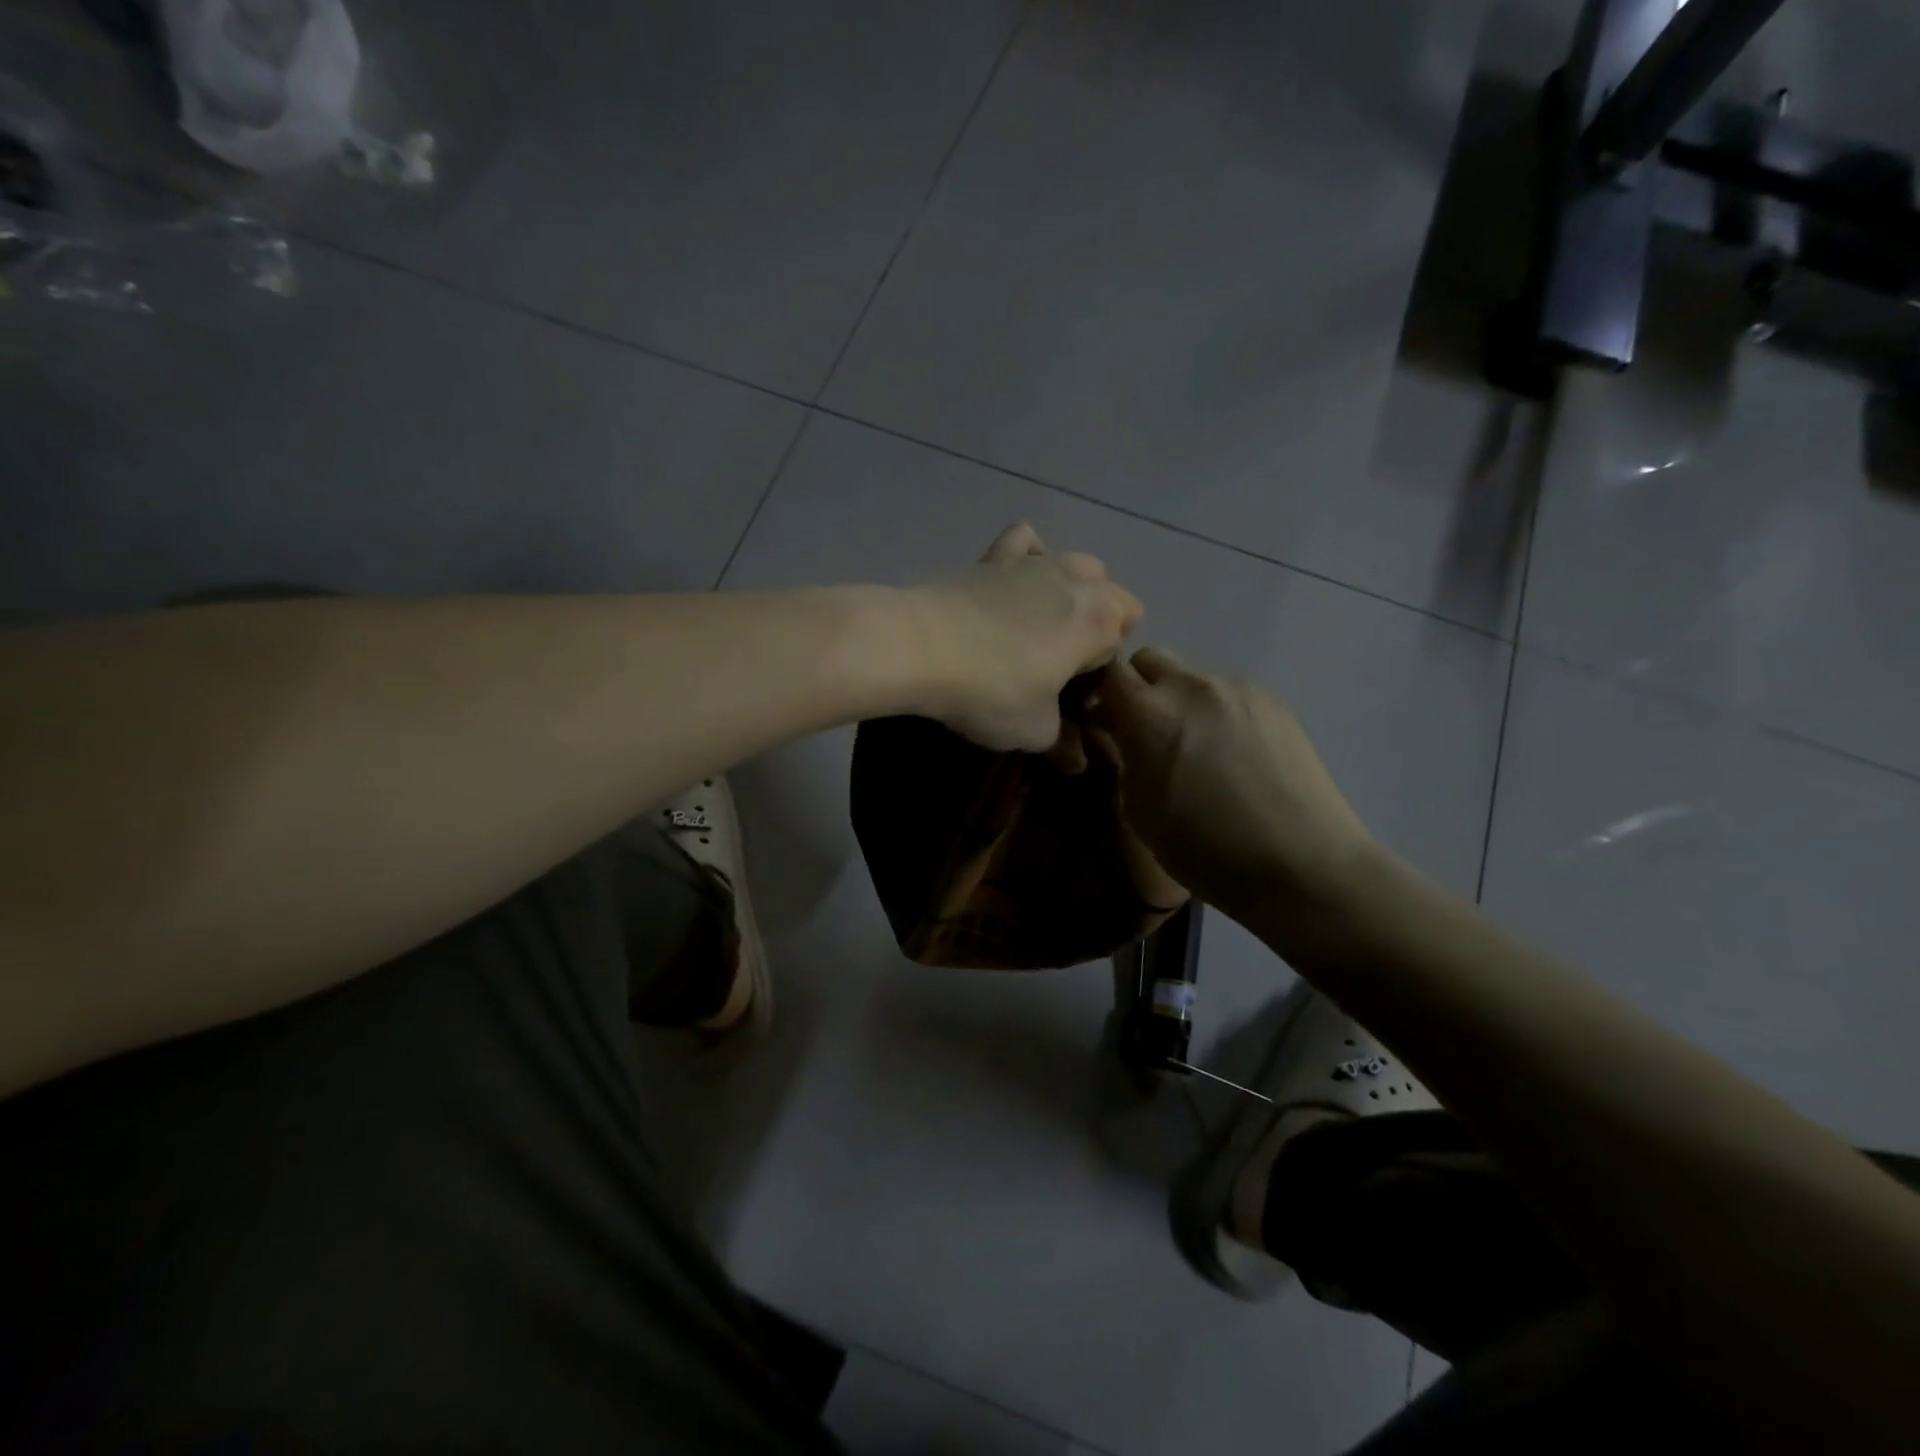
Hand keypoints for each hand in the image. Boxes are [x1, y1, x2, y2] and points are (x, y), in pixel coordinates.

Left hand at [910, 524, 1142, 752]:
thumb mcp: (1034, 730)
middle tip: (1062, 664)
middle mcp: (1078, 582)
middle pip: (1114, 599)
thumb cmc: (992, 692)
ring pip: (1080, 565)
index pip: (1119, 646)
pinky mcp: (995, 556)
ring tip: (1043, 625)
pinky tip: (1016, 579)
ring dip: (1075, 592)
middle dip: (1100, 628)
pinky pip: (1027, 542)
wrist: (921, 646)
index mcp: (1100, 623)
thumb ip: (1062, 740)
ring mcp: (1037, 563)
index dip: (1099, 675)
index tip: (1070, 698)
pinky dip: (1030, 555)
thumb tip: (1074, 757)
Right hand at [1092, 647, 1373, 921]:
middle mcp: (1191, 686)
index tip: (1101, 719)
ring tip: (1195, 744)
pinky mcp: (1272, 701)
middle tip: (1144, 729)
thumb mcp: (1138, 810)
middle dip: (1139, 687)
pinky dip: (1216, 710)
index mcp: (1149, 712)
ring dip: (1179, 698)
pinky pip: (1228, 691)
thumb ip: (1123, 758)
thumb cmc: (1203, 848)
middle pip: (1149, 659)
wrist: (1298, 863)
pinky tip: (1232, 751)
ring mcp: (1236, 688)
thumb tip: (1121, 735)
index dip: (1098, 691)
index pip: (1107, 670)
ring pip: (1191, 675)